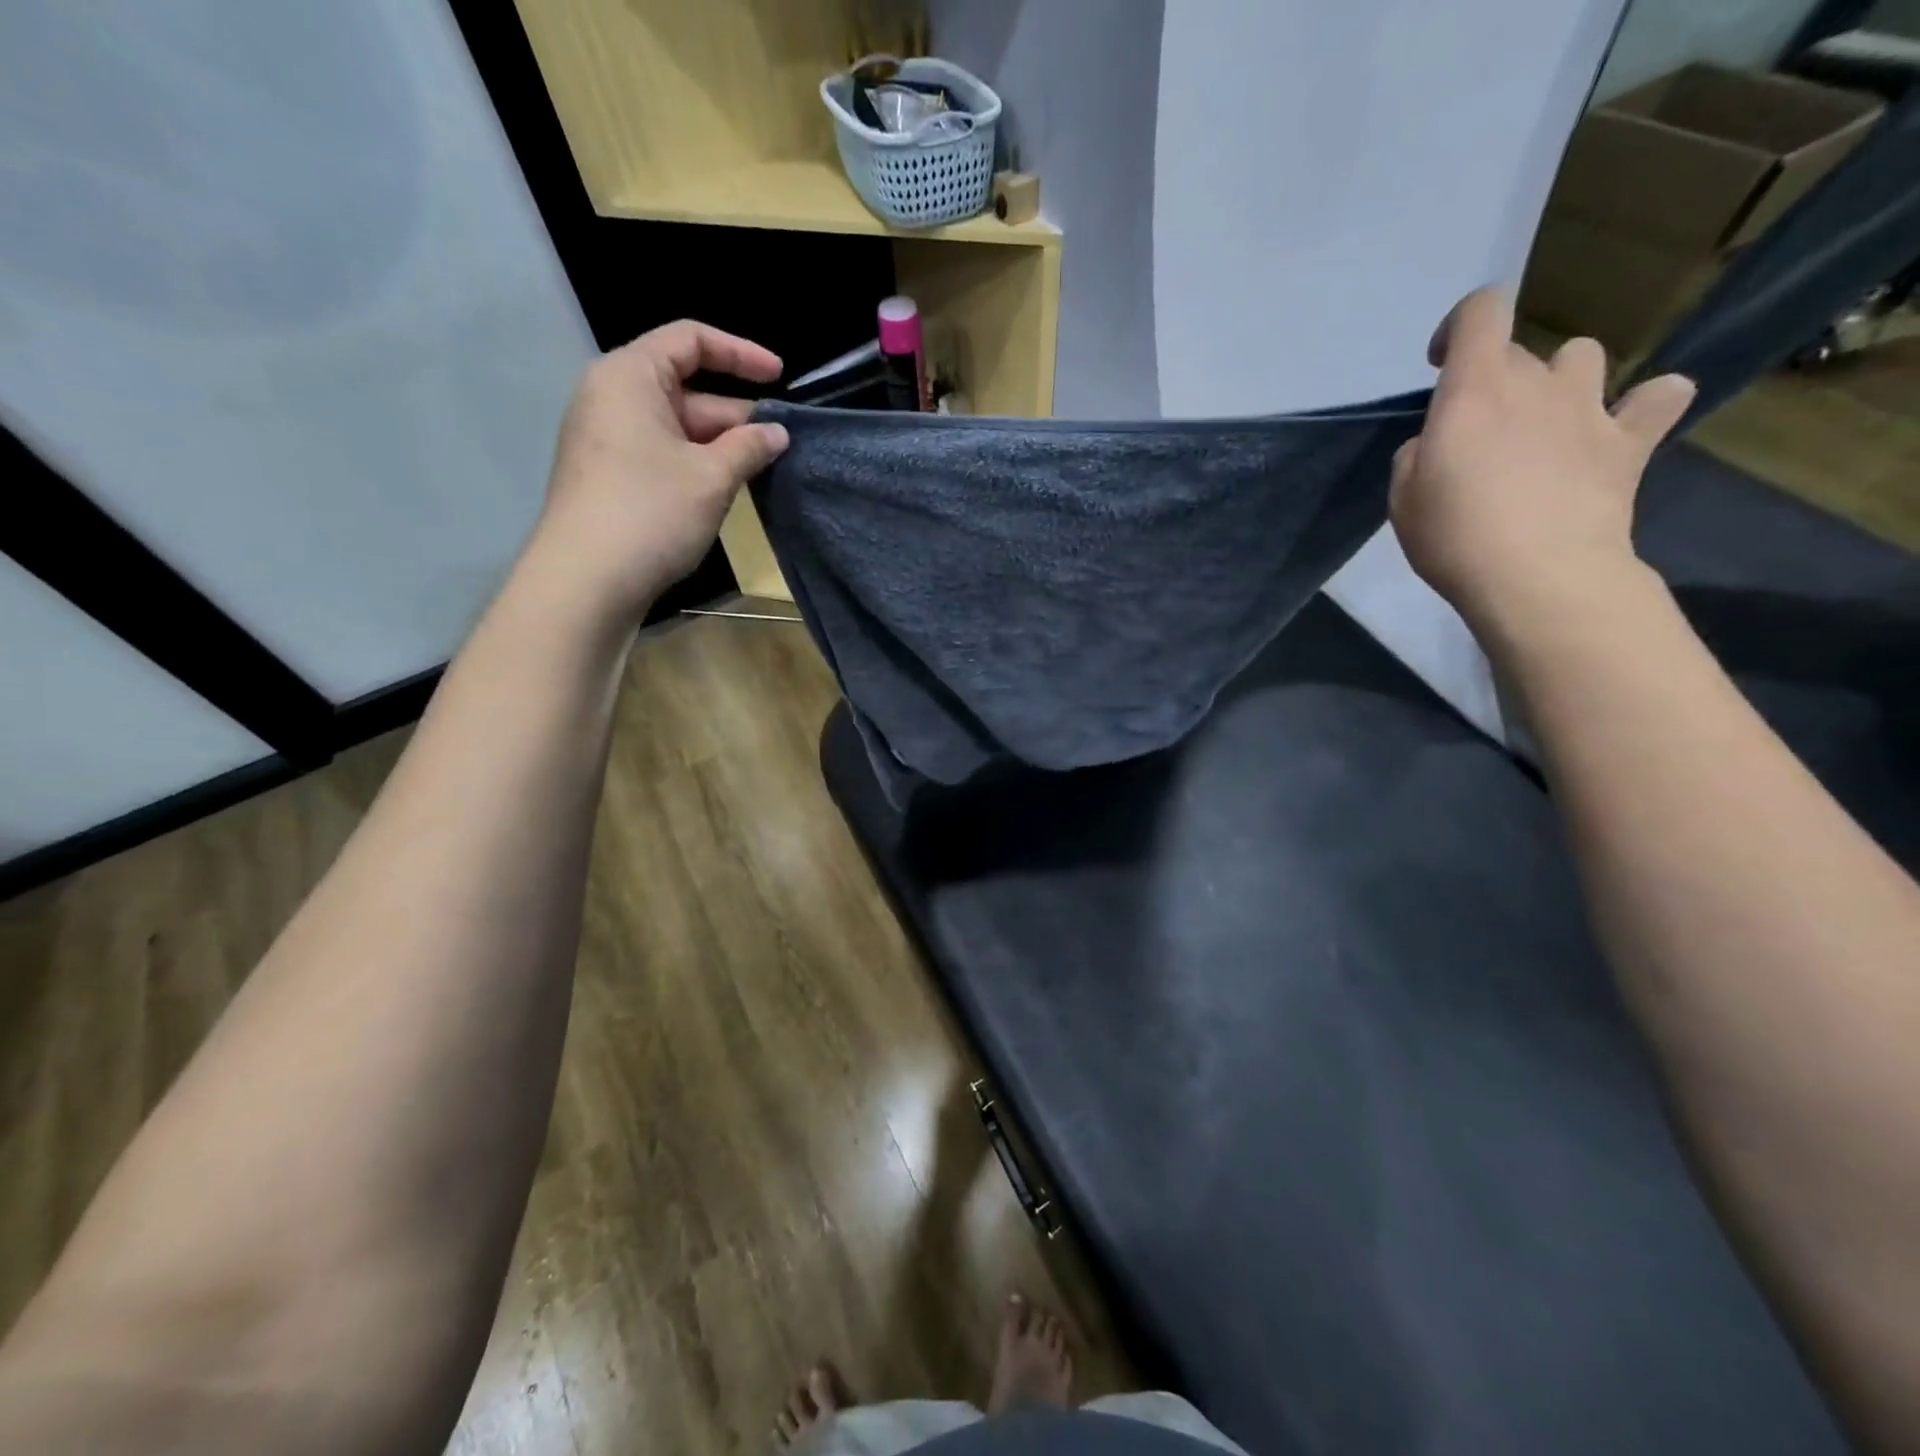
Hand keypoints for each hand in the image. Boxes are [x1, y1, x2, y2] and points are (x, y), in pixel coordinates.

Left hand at [529, 320, 789, 626]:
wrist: (586, 581)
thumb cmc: (651, 512)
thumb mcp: (712, 476)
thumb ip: (749, 447)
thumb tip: (777, 433)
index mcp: (630, 377)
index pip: (690, 340)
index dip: (740, 353)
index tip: (781, 376)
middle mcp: (612, 398)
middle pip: (685, 387)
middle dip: (736, 415)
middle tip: (781, 443)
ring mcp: (606, 440)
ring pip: (676, 427)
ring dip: (720, 445)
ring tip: (762, 470)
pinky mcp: (609, 477)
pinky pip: (661, 454)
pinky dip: (696, 464)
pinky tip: (725, 491)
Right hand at [1388, 287, 1696, 633]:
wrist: (1537, 576)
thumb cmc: (1454, 537)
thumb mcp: (1403, 499)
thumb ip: (1418, 455)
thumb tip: (1439, 443)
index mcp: (1474, 391)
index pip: (1481, 312)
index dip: (1459, 327)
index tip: (1441, 364)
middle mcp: (1536, 383)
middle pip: (1518, 351)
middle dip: (1493, 379)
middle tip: (1477, 431)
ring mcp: (1590, 408)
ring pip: (1582, 357)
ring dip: (1560, 380)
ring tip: (1545, 422)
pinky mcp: (1630, 441)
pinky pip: (1659, 397)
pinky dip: (1646, 403)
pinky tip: (1625, 425)